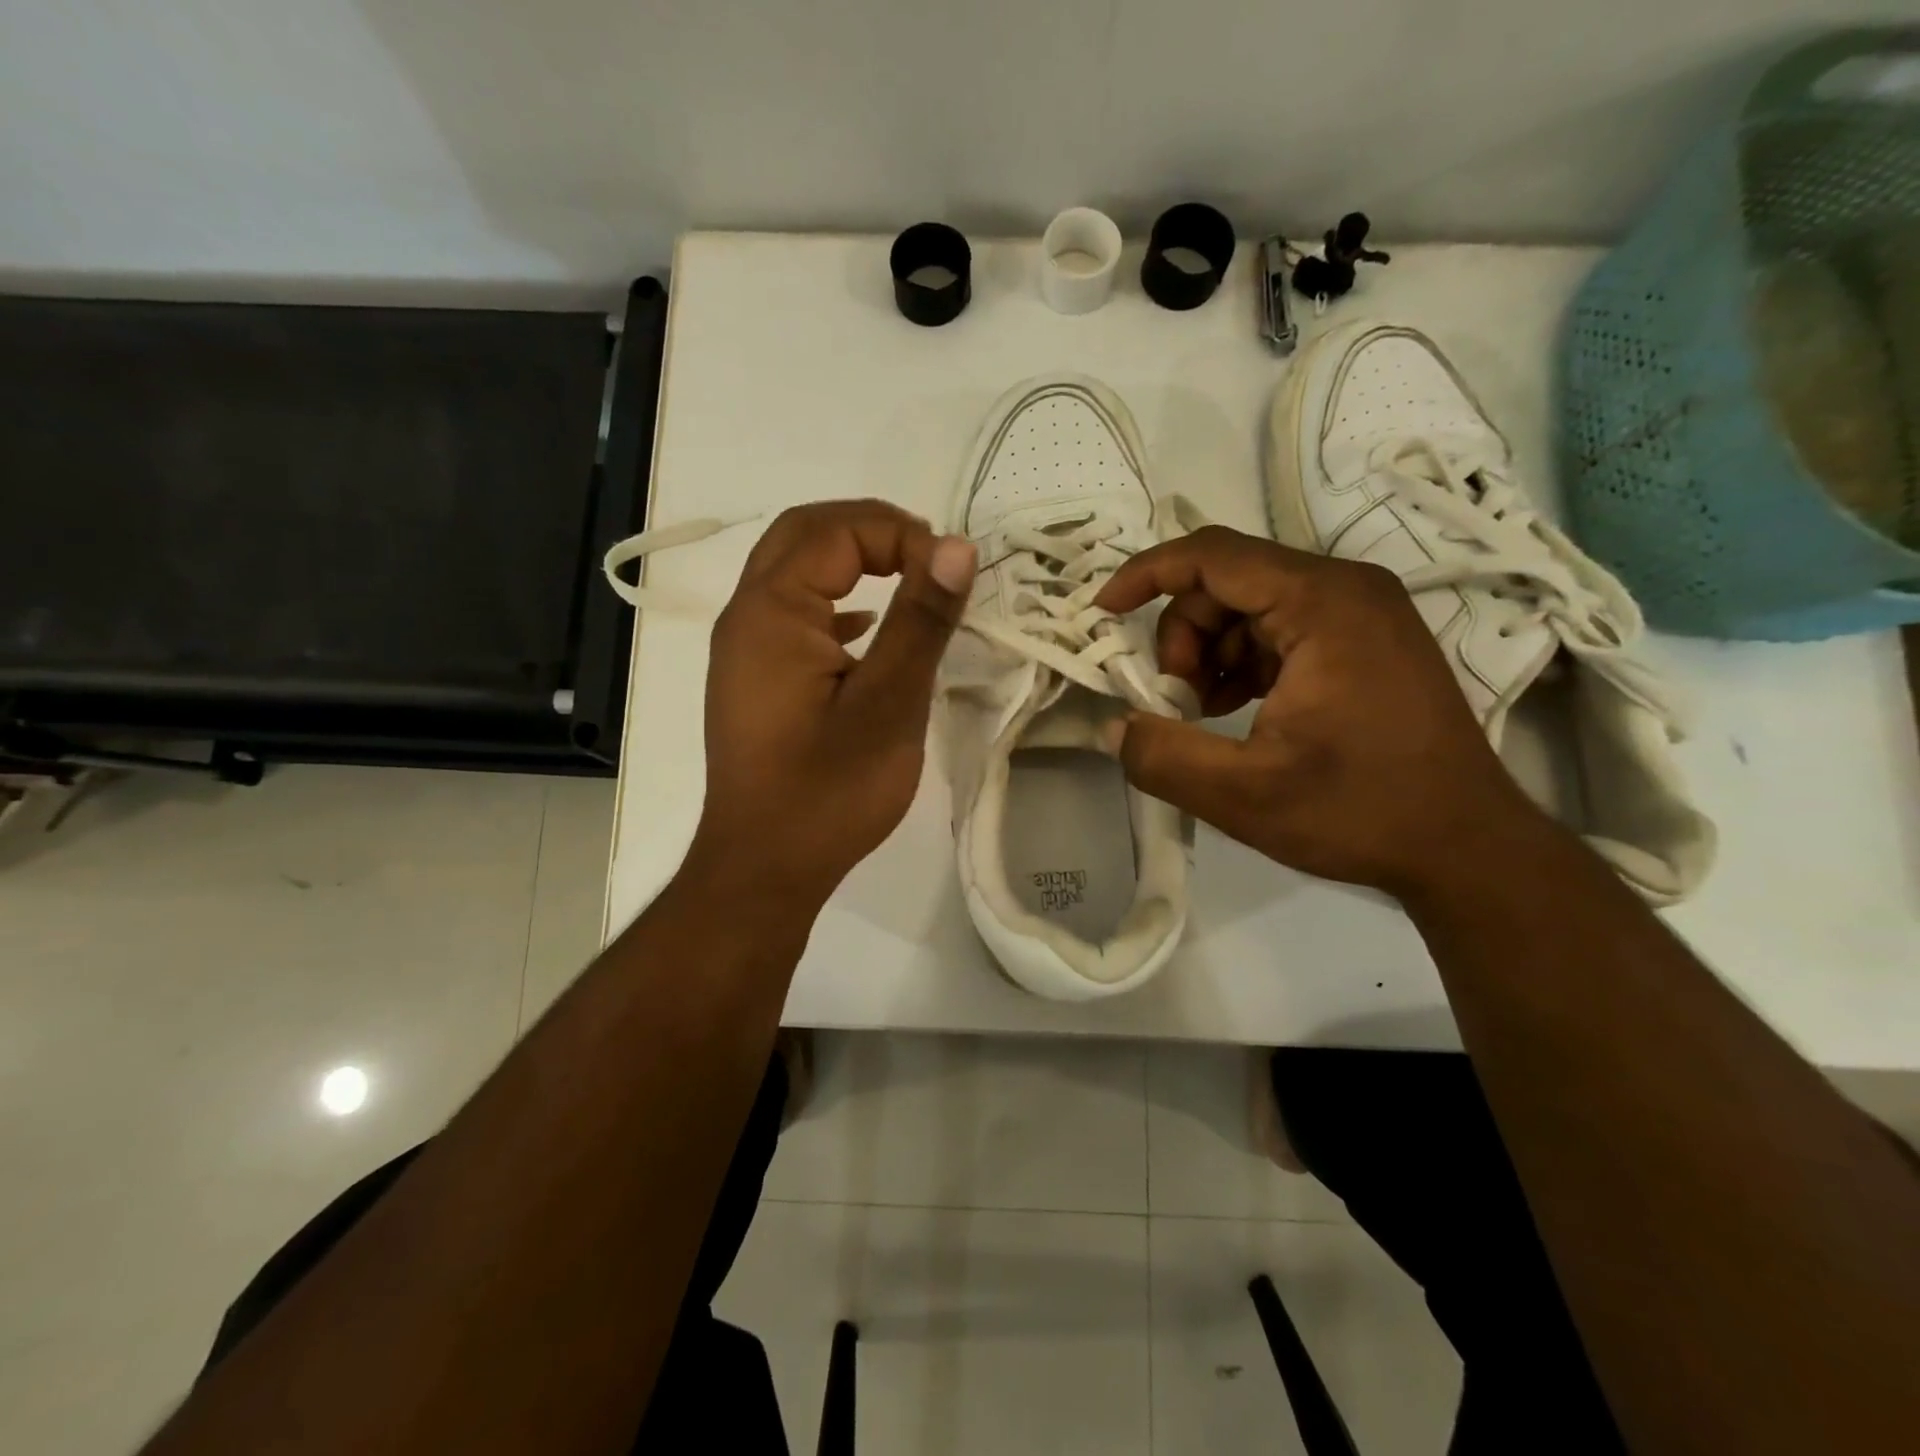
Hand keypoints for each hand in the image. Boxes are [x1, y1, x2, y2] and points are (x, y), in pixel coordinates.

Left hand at [685, 499, 976, 913]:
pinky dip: (834, 600)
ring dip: (851, 559)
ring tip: (909, 577)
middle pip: (803, 534)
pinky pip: (791, 613)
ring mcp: (744, 649)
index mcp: (772, 612)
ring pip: (794, 571)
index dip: (900, 533)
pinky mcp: (754, 679)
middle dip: (870, 529)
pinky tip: (868, 630)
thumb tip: (957, 546)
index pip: (836, 531)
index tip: (950, 573)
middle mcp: (747, 616)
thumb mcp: (889, 703)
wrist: (764, 867)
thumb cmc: (829, 790)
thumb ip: (921, 619)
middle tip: (928, 556)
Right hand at [1094, 525, 1547, 898]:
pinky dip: (1241, 663)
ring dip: (1208, 653)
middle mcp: (1345, 590)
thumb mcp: (1243, 794)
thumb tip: (1113, 726)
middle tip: (1175, 700)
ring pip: (1248, 606)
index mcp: (1322, 603)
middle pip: (1226, 581)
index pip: (1211, 555)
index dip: (1145, 576)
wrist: (1465, 846)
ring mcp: (1360, 614)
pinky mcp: (1364, 641)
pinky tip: (1237, 711)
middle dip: (1181, 635)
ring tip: (1205, 714)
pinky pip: (1278, 628)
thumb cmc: (1361, 811)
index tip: (1103, 614)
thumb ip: (1162, 757)